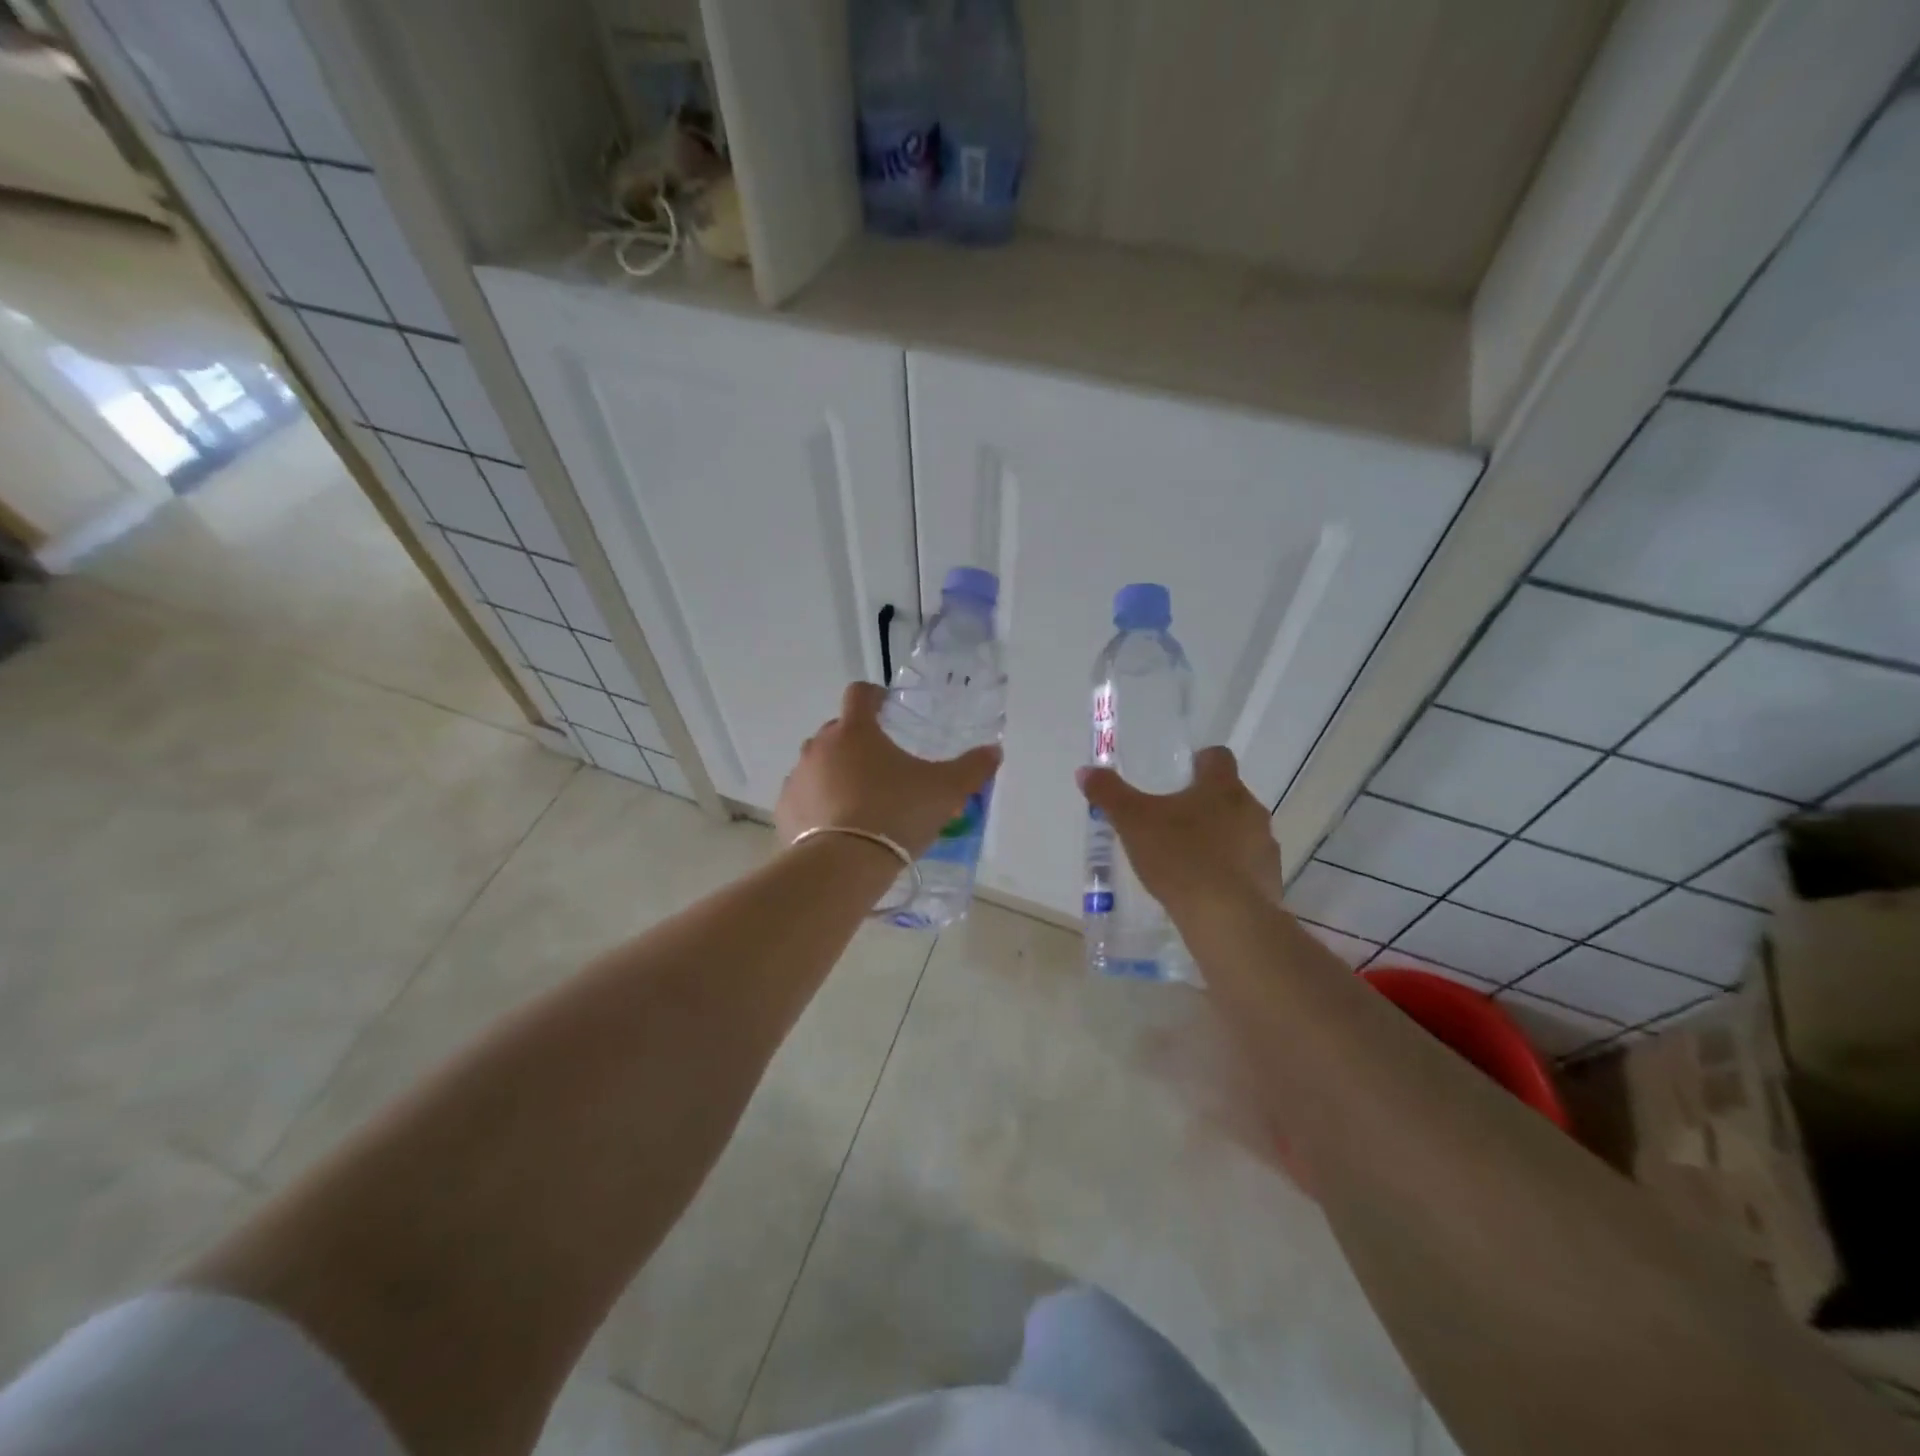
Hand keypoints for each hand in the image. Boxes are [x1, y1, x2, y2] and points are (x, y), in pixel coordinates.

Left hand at [776, 682, 1001, 859]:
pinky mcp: (785, 809)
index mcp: (855, 731)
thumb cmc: (897, 814)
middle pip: (837, 730)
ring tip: (860, 800)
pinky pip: (804, 797)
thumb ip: (972, 768)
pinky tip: (837, 826)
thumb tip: (994, 752)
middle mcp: (820, 746)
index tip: (887, 708)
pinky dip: (818, 804)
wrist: (844, 865)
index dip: (874, 696)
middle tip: (882, 766)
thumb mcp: (946, 791)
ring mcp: (798, 777)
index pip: (859, 693)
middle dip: (857, 741)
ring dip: (836, 773)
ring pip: (818, 764)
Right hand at [1077, 747, 1282, 914]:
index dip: (1200, 762)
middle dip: (1205, 805)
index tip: (1181, 776)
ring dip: (1220, 839)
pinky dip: (1230, 872)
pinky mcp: (1270, 881)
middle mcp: (1251, 809)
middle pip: (1230, 796)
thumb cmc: (1179, 857)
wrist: (1227, 918)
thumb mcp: (1132, 823)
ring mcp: (1265, 846)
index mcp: (1222, 787)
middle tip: (1173, 823)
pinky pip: (1248, 867)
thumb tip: (1086, 771)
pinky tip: (1205, 890)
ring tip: (1188, 861)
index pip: (1218, 758)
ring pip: (1241, 832)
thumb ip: (1109, 794)